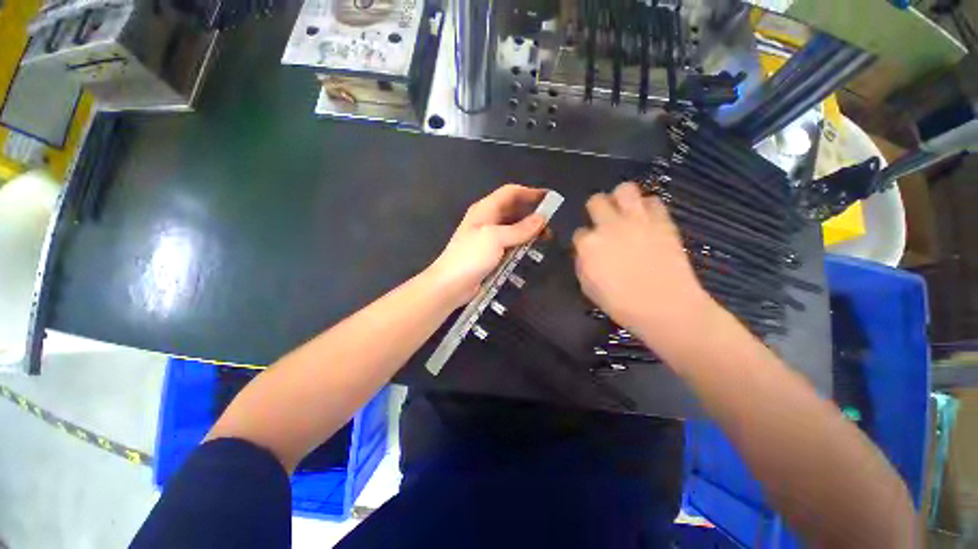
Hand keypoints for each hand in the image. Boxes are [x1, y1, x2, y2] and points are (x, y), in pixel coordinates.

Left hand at [427, 184, 546, 307]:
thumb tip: (541, 219)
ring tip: (546, 238)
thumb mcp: (496, 238)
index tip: (550, 199)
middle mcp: (487, 219)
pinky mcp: (490, 253)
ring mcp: (488, 237)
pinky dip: (521, 244)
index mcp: (485, 209)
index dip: (531, 193)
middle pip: (513, 209)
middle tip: (551, 224)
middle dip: (532, 213)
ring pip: (513, 228)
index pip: (511, 193)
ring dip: (529, 230)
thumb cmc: (471, 257)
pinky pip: (510, 243)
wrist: (450, 284)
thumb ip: (520, 229)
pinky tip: (531, 250)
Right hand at [573, 182, 712, 343]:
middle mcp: (609, 226)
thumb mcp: (588, 287)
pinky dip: (647, 206)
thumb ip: (583, 263)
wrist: (665, 307)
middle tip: (603, 221)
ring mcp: (637, 220)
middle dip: (596, 209)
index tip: (590, 247)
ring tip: (624, 210)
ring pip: (624, 189)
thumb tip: (585, 252)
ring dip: (620, 198)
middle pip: (596, 201)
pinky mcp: (662, 221)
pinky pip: (653, 200)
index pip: (579, 232)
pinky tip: (646, 219)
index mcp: (588, 244)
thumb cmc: (621, 303)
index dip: (584, 240)